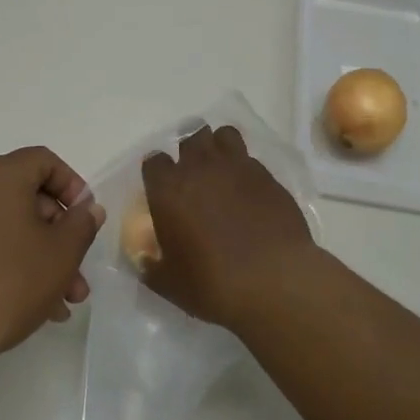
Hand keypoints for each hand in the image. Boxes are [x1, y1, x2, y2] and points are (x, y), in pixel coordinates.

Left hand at [0, 147, 103, 364]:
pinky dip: (15, 260)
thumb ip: (82, 223)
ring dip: (43, 254)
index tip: (86, 219)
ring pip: (11, 224)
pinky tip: (41, 306)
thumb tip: (87, 209)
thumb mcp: (61, 252)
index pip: (44, 161)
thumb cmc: (10, 281)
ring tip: (66, 299)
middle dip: (60, 233)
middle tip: (79, 269)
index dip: (72, 186)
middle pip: (28, 195)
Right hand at [141, 126, 319, 332]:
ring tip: (222, 169)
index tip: (161, 188)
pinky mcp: (267, 176)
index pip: (154, 161)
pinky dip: (245, 168)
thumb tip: (144, 260)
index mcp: (168, 189)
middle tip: (194, 176)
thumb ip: (151, 266)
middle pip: (190, 138)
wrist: (274, 281)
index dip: (157, 173)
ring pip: (223, 135)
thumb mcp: (169, 284)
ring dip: (218, 147)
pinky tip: (249, 190)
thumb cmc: (213, 284)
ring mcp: (237, 167)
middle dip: (189, 152)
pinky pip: (250, 158)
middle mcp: (200, 168)